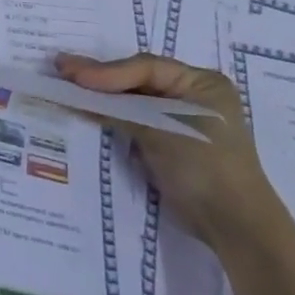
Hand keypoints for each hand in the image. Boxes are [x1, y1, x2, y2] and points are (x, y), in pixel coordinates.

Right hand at [57, 52, 278, 247]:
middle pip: (137, 80)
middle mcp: (192, 95)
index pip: (145, 67)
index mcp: (202, 82)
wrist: (234, 227)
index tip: (71, 74)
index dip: (106, 70)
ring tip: (65, 84)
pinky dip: (111, 116)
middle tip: (60, 68)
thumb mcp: (160, 130)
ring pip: (132, 100)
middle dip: (99, 78)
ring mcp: (179, 120)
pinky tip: (84, 109)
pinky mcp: (168, 144)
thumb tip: (70, 90)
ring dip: (101, 96)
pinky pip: (134, 121)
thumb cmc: (204, 165)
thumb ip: (116, 108)